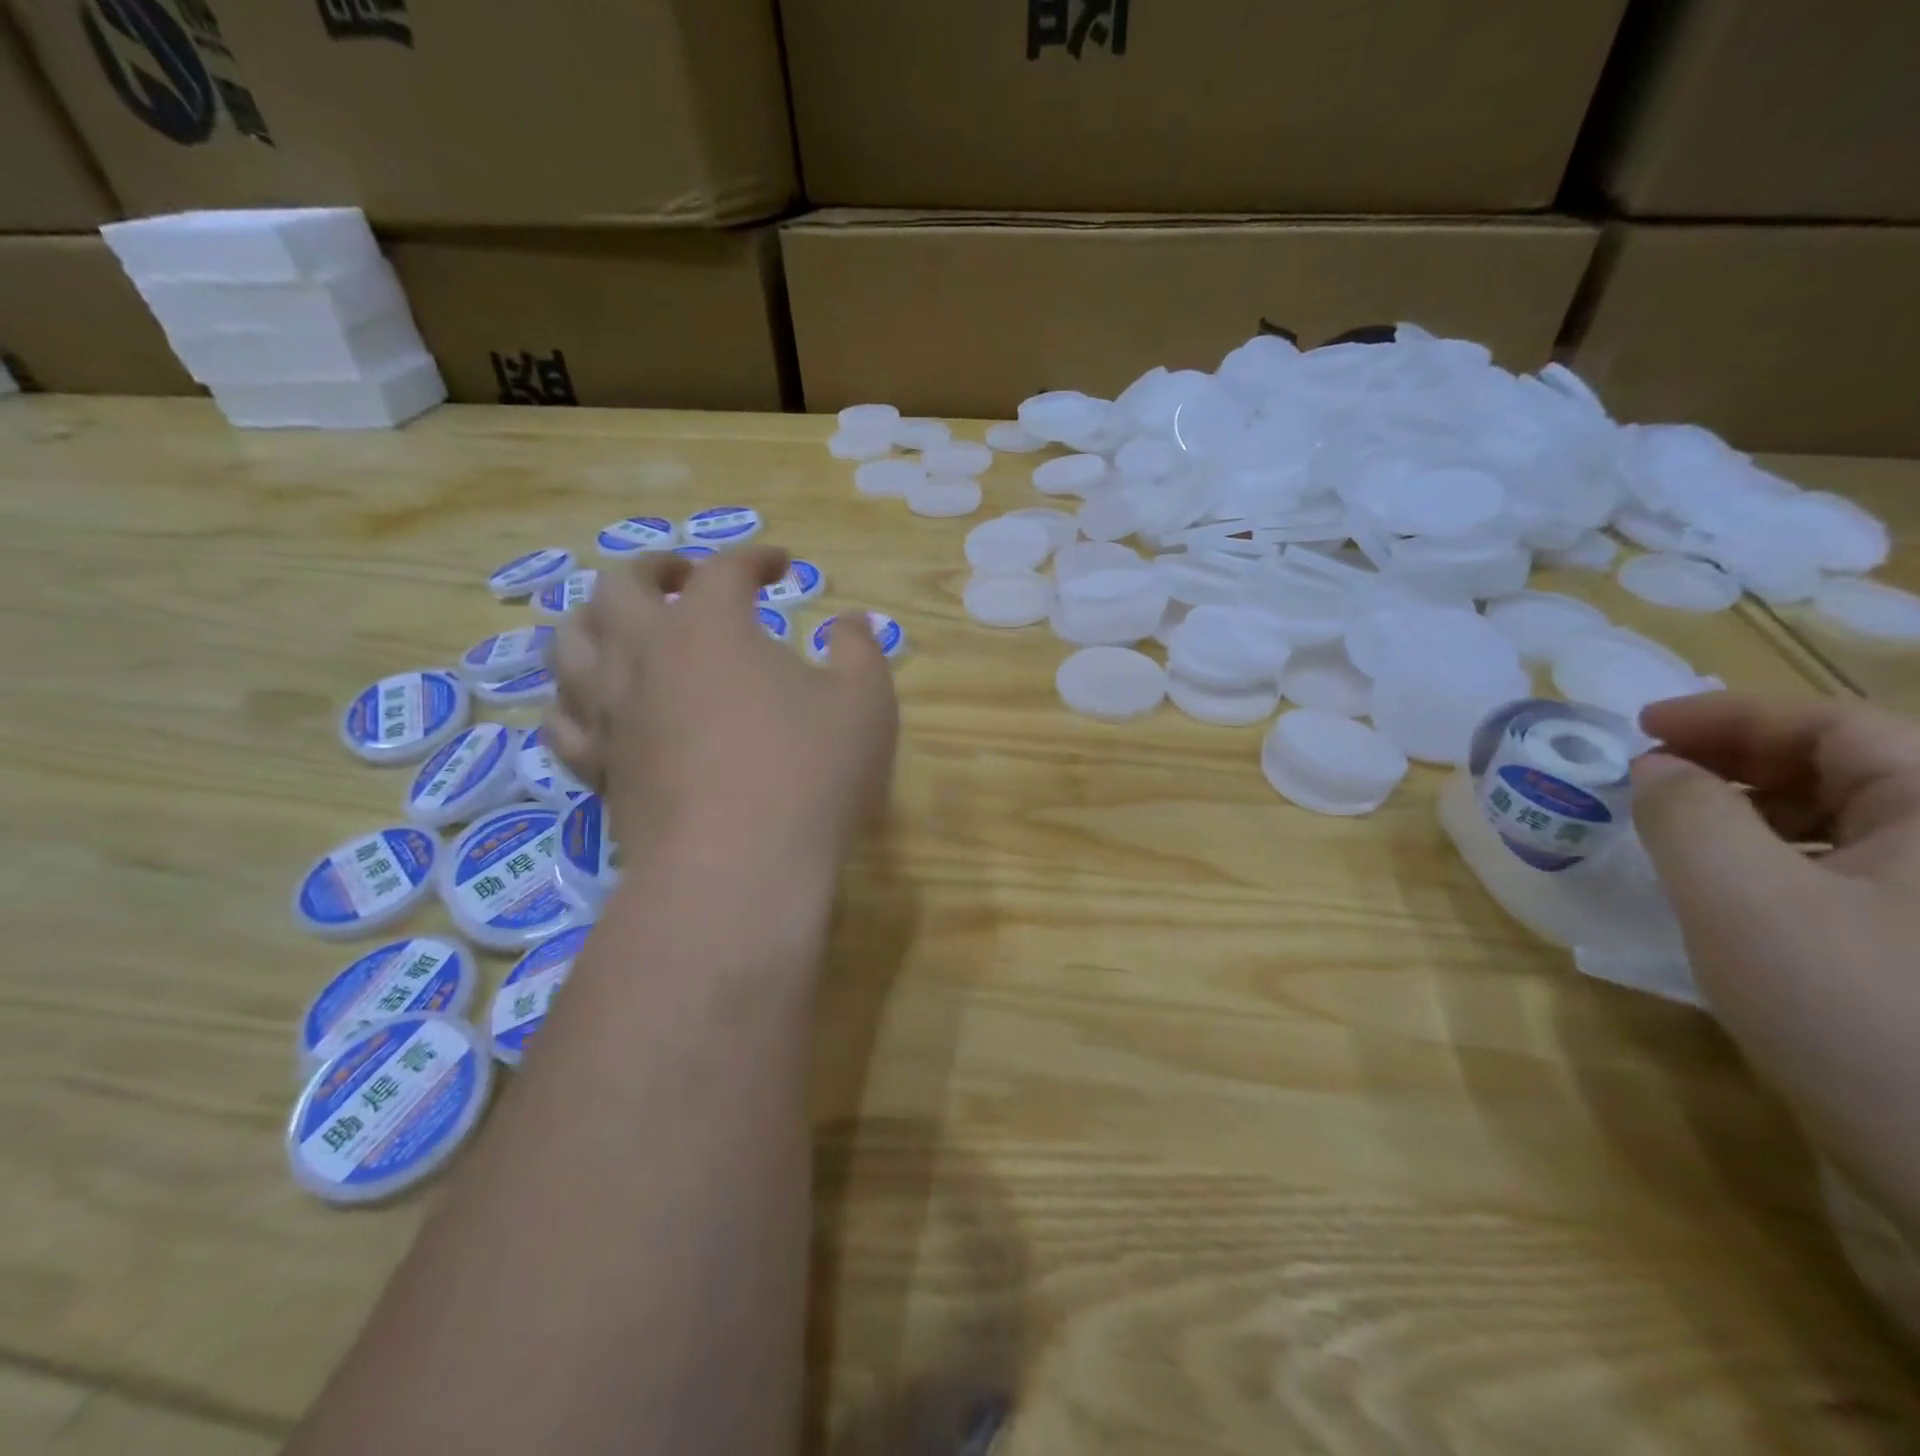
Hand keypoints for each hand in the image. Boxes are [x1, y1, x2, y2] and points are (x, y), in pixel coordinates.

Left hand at [544, 546, 898, 872]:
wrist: (737, 869)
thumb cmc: (808, 773)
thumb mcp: (864, 701)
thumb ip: (859, 650)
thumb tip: (850, 622)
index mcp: (708, 627)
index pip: (724, 568)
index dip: (755, 557)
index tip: (782, 564)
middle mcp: (643, 656)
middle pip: (619, 586)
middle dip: (653, 569)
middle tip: (683, 577)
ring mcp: (610, 714)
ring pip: (570, 644)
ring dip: (595, 620)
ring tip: (622, 626)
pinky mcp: (598, 768)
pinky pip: (564, 720)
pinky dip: (575, 699)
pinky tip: (594, 705)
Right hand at [1633, 692, 1919, 1231]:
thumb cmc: (1859, 1012)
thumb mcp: (1741, 899)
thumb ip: (1685, 813)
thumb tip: (1657, 769)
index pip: (1835, 727)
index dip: (1729, 716)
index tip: (1639, 728)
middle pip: (1850, 769)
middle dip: (1740, 760)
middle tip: (1652, 775)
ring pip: (1854, 825)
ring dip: (1758, 812)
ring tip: (1681, 831)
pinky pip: (1859, 878)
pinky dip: (1785, 864)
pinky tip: (1737, 894)